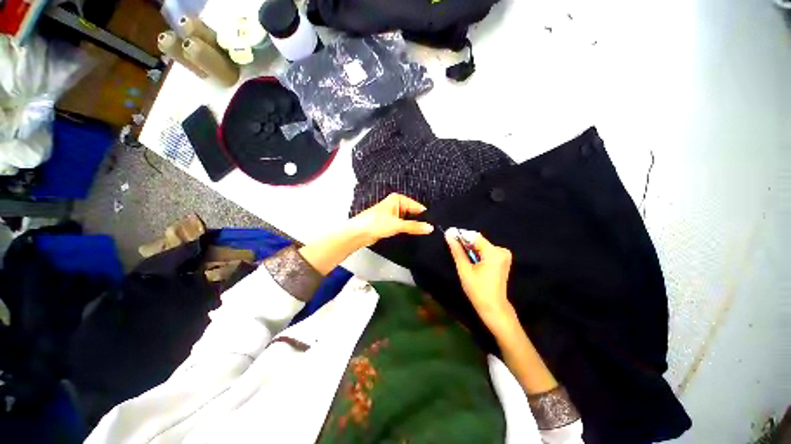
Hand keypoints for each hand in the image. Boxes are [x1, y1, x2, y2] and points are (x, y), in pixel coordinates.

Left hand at [348, 194, 433, 246]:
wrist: (358, 233)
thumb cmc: (375, 223)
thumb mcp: (397, 225)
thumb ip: (414, 227)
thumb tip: (430, 228)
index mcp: (398, 199)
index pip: (417, 207)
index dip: (425, 216)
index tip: (433, 226)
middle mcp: (396, 204)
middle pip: (413, 213)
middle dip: (419, 222)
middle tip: (430, 232)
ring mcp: (393, 214)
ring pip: (409, 220)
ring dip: (413, 227)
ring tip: (423, 234)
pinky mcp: (390, 223)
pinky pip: (403, 225)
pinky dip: (407, 230)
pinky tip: (413, 235)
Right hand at [445, 229, 514, 328]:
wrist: (493, 307)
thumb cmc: (478, 290)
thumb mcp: (464, 269)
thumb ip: (457, 251)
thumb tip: (448, 234)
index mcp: (494, 253)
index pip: (475, 237)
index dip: (461, 236)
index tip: (449, 236)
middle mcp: (502, 250)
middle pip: (479, 241)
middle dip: (465, 244)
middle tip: (453, 248)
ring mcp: (504, 255)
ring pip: (482, 246)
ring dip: (471, 249)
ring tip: (462, 257)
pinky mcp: (502, 259)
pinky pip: (486, 251)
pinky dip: (477, 253)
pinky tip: (471, 261)